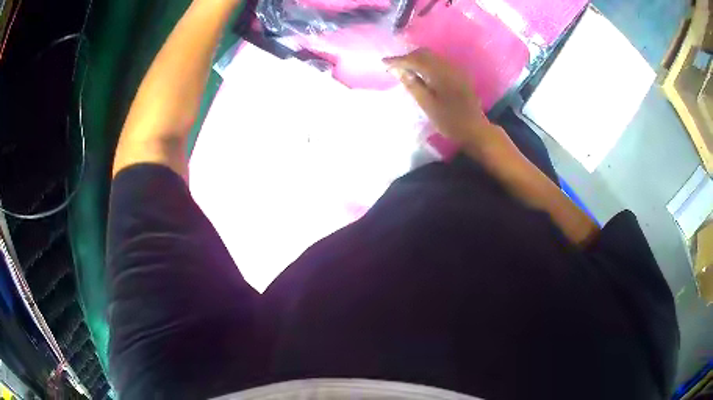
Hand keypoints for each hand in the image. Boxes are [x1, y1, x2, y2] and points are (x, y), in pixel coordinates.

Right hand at [384, 49, 503, 151]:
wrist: (475, 129)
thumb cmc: (449, 121)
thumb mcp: (427, 105)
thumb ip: (412, 85)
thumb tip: (397, 70)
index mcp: (439, 73)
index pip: (414, 59)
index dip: (398, 60)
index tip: (383, 62)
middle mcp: (447, 66)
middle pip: (424, 53)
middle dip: (407, 57)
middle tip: (394, 67)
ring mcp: (455, 70)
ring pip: (432, 57)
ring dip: (417, 59)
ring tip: (405, 70)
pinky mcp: (458, 75)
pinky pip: (438, 62)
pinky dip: (426, 64)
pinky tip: (421, 73)